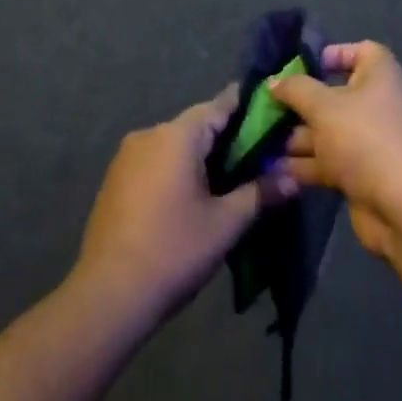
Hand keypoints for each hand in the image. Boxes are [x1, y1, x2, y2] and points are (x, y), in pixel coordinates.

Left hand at [74, 87, 294, 322]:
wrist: (109, 294)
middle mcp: (148, 135)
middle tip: (260, 156)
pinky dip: (178, 170)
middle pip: (196, 125)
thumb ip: (259, 193)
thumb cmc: (174, 250)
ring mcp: (126, 157)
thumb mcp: (226, 223)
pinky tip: (195, 196)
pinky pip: (155, 162)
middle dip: (227, 138)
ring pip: (174, 145)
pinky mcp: (115, 180)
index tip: (272, 112)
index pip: (219, 106)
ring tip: (232, 179)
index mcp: (176, 136)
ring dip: (201, 156)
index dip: (247, 107)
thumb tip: (293, 178)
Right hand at [268, 42, 401, 258]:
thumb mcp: (323, 106)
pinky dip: (304, 164)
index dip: (333, 53)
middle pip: (334, 95)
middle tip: (265, 108)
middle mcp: (377, 104)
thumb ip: (295, 89)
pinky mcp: (361, 174)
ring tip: (260, 141)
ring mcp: (370, 142)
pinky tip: (274, 169)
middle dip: (299, 103)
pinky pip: (328, 161)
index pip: (361, 51)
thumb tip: (274, 81)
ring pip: (327, 132)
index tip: (301, 66)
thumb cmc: (365, 139)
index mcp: (379, 77)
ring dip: (296, 137)